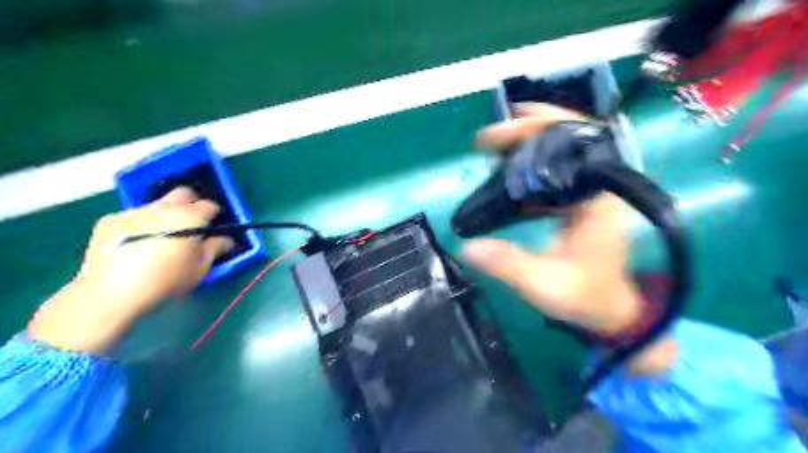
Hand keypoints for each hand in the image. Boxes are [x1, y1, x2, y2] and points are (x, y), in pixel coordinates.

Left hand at [28, 188, 231, 353]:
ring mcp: (134, 212)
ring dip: (163, 215)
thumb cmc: (167, 279)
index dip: (214, 216)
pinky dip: (138, 224)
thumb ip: (216, 248)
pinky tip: (134, 244)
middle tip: (190, 225)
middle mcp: (163, 207)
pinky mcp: (109, 221)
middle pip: (183, 193)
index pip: (210, 205)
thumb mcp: (201, 268)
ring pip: (156, 205)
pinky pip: (132, 216)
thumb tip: (226, 240)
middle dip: (190, 203)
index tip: (212, 229)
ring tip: (158, 238)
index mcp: (190, 216)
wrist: (112, 293)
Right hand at [460, 104, 675, 372]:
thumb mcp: (544, 284)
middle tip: (489, 137)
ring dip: (528, 144)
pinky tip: (508, 170)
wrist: (610, 312)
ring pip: (562, 152)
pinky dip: (531, 165)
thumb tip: (467, 247)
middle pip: (569, 138)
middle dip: (528, 129)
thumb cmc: (585, 298)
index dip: (540, 127)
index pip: (576, 142)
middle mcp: (599, 187)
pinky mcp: (580, 201)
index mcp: (599, 198)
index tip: (502, 132)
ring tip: (493, 146)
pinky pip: (556, 171)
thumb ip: (507, 264)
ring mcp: (590, 192)